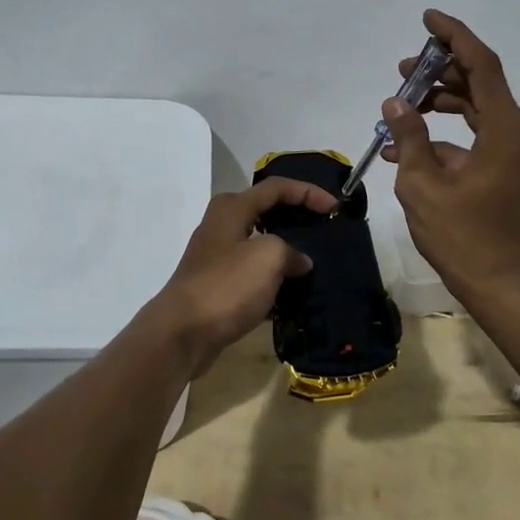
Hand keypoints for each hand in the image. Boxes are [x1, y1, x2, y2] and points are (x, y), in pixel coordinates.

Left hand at [143, 177, 336, 375]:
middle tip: (324, 229)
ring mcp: (218, 256)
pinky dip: (274, 279)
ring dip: (287, 251)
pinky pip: (253, 273)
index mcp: (232, 208)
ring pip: (260, 244)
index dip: (308, 192)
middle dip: (297, 217)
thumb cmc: (227, 285)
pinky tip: (294, 294)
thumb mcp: (269, 257)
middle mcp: (222, 225)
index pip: (277, 187)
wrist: (183, 333)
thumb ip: (291, 250)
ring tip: (316, 262)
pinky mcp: (218, 285)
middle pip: (266, 211)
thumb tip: (299, 261)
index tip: (336, 208)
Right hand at [382, 8, 519, 303]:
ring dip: (439, 102)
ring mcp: (515, 152)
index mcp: (506, 131)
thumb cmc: (462, 237)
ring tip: (400, 105)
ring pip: (476, 108)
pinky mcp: (507, 168)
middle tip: (402, 70)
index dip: (455, 36)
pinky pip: (475, 136)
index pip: (482, 65)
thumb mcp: (423, 186)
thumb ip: (409, 137)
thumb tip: (395, 103)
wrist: (500, 285)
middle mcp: (518, 133)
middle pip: (480, 83)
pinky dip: (444, 134)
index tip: (427, 18)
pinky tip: (406, 146)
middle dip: (440, 71)